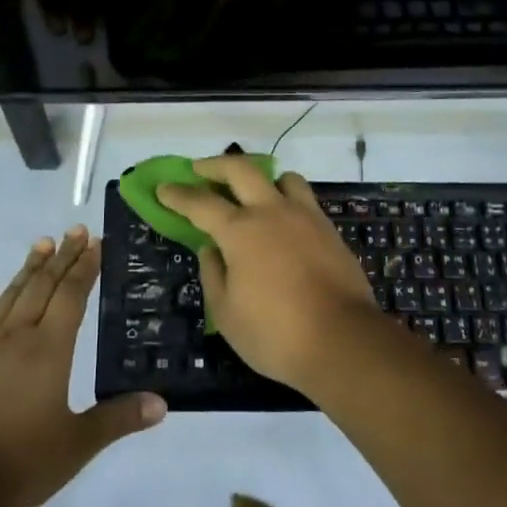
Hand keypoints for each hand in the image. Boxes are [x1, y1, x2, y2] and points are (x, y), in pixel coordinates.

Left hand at [0, 227, 165, 506]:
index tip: (95, 241)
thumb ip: (119, 418)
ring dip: (29, 268)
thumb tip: (162, 403)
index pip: (72, 295)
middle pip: (43, 286)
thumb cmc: (22, 463)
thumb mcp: (78, 444)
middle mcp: (17, 336)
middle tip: (75, 230)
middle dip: (62, 256)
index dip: (85, 267)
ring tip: (42, 243)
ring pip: (10, 296)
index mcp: (50, 349)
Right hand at [156, 157, 380, 392]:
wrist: (343, 341)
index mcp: (240, 231)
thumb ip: (213, 274)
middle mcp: (271, 212)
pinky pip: (304, 199)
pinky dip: (287, 199)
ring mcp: (304, 216)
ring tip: (253, 193)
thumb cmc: (275, 334)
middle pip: (240, 169)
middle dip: (215, 165)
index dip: (178, 194)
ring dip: (261, 178)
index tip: (163, 188)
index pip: (200, 203)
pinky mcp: (329, 229)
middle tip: (200, 170)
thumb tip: (210, 249)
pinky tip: (283, 221)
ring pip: (282, 177)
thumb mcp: (226, 313)